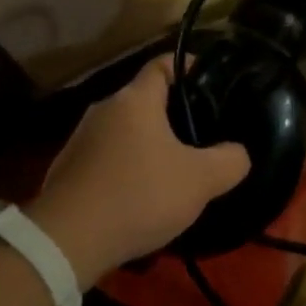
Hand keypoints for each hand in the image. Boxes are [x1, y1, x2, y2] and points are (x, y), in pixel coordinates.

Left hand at [25, 58, 250, 287]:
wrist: (66, 241)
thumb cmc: (139, 195)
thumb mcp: (201, 180)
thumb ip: (230, 160)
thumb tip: (238, 153)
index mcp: (135, 100)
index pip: (163, 64)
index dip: (189, 66)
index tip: (210, 80)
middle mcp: (104, 109)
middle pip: (145, 100)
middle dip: (173, 113)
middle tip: (202, 135)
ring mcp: (80, 140)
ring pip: (125, 131)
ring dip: (148, 144)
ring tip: (174, 169)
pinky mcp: (67, 169)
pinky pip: (107, 158)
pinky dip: (126, 167)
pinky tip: (140, 195)